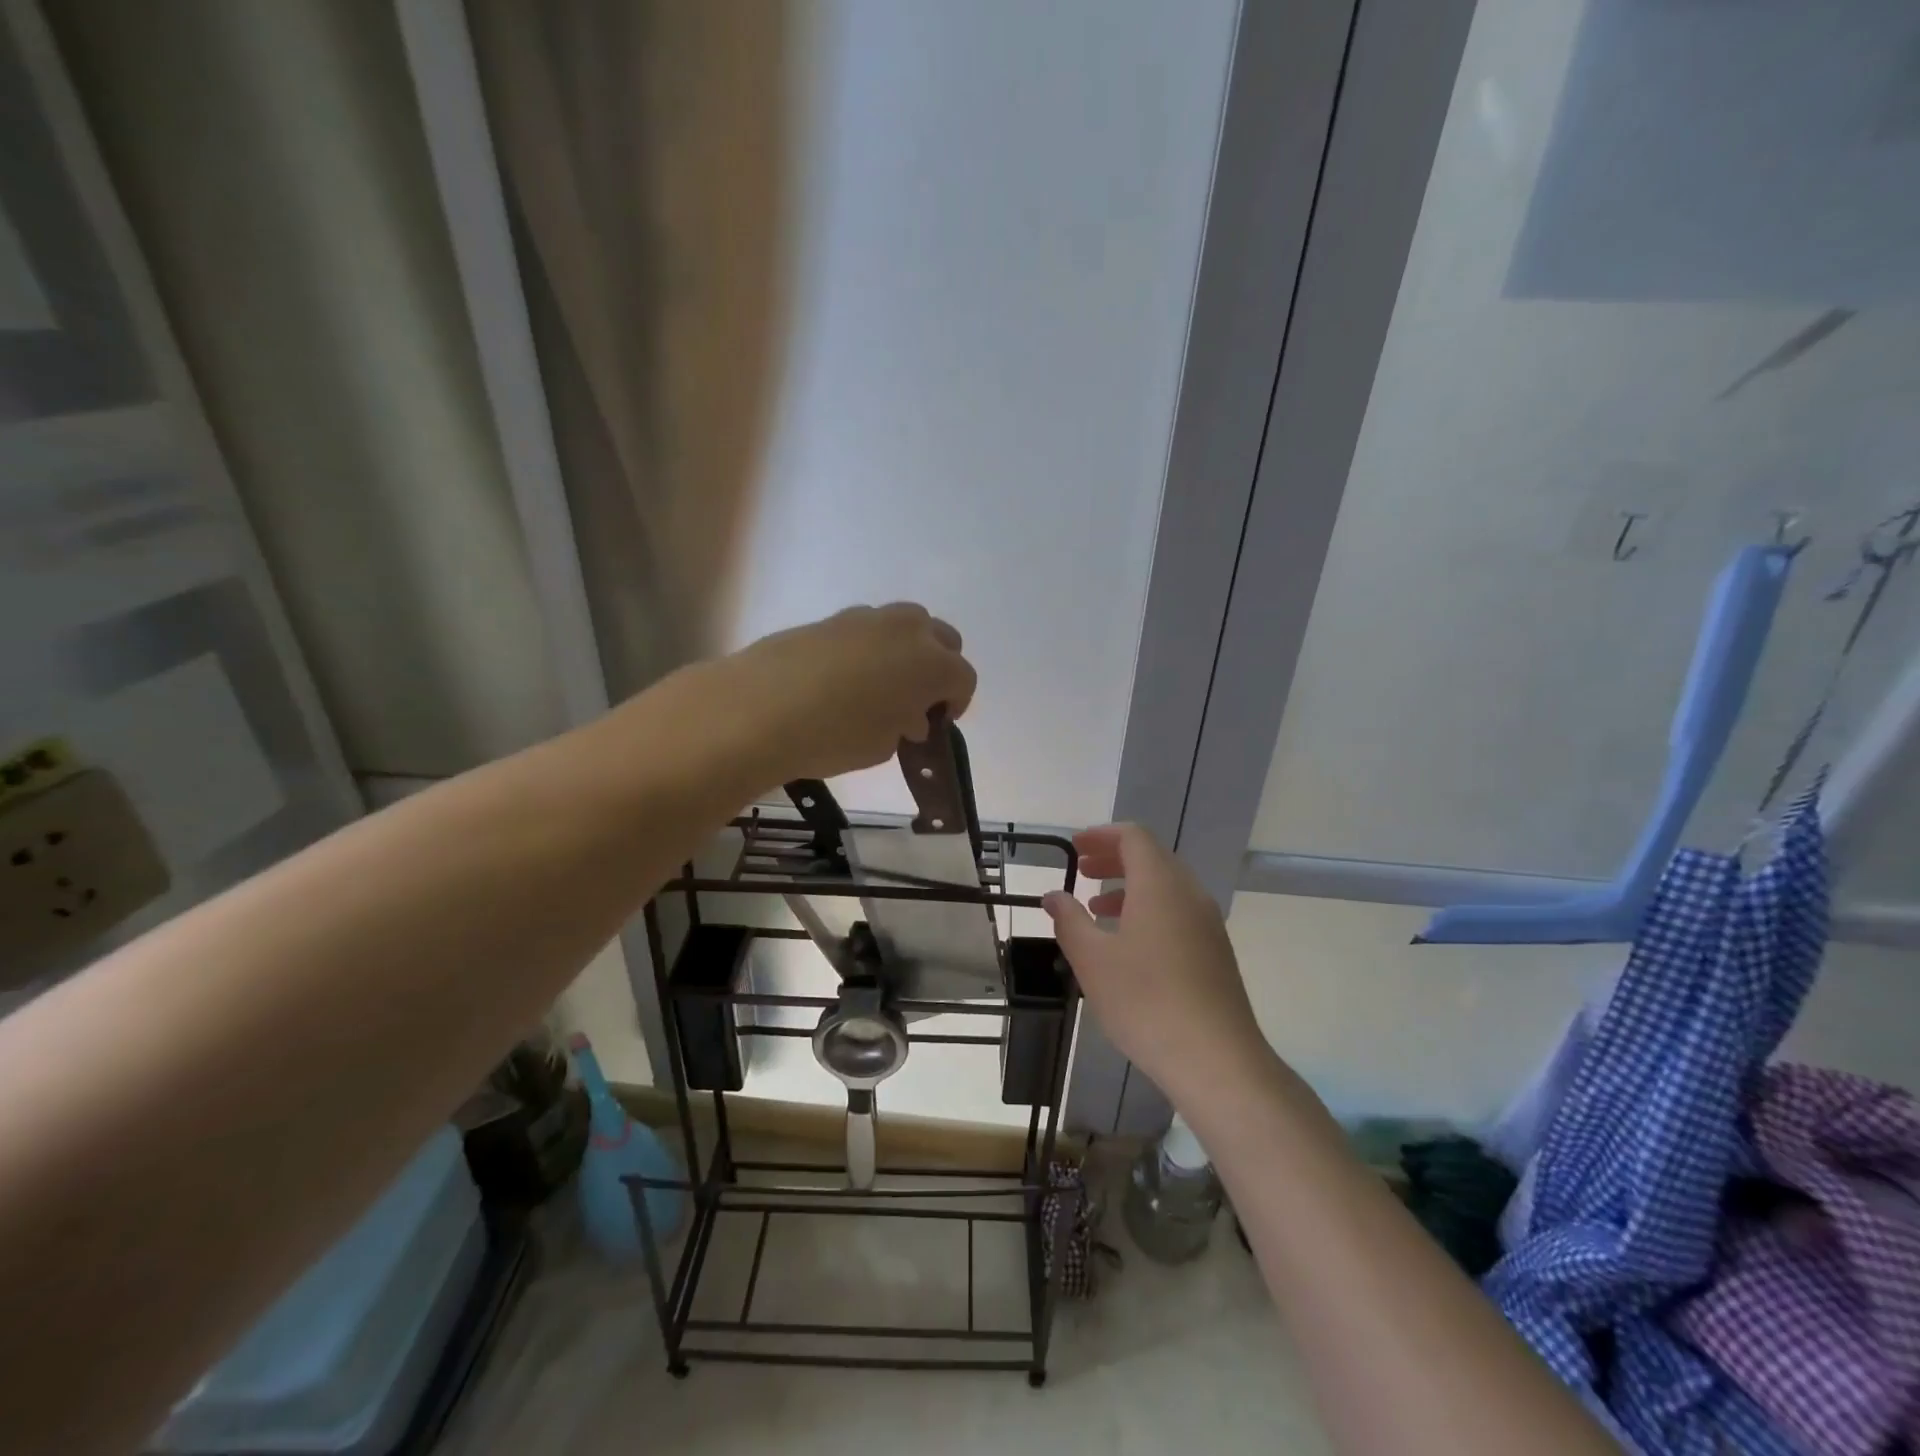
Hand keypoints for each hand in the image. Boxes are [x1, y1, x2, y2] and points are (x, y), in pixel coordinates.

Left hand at [720, 603, 976, 782]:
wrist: (757, 710)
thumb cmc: (834, 736)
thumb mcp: (883, 745)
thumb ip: (905, 725)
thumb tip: (907, 714)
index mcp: (931, 664)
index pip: (963, 678)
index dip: (957, 702)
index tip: (937, 724)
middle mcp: (907, 631)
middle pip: (942, 638)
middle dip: (938, 667)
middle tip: (916, 700)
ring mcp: (867, 618)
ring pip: (905, 625)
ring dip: (905, 652)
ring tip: (880, 686)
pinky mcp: (831, 618)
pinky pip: (867, 629)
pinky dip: (869, 648)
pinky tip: (843, 678)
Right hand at [1044, 824, 1268, 1105]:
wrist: (1216, 1059)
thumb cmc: (1145, 1000)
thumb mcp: (1092, 959)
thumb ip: (1069, 920)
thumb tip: (1054, 896)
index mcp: (1160, 884)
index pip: (1133, 837)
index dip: (1101, 835)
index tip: (1075, 847)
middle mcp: (1189, 893)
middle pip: (1151, 858)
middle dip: (1113, 859)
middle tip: (1082, 871)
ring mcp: (1208, 923)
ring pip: (1166, 887)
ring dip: (1130, 887)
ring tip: (1098, 910)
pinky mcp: (1216, 952)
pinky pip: (1178, 912)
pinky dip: (1149, 910)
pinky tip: (1129, 945)